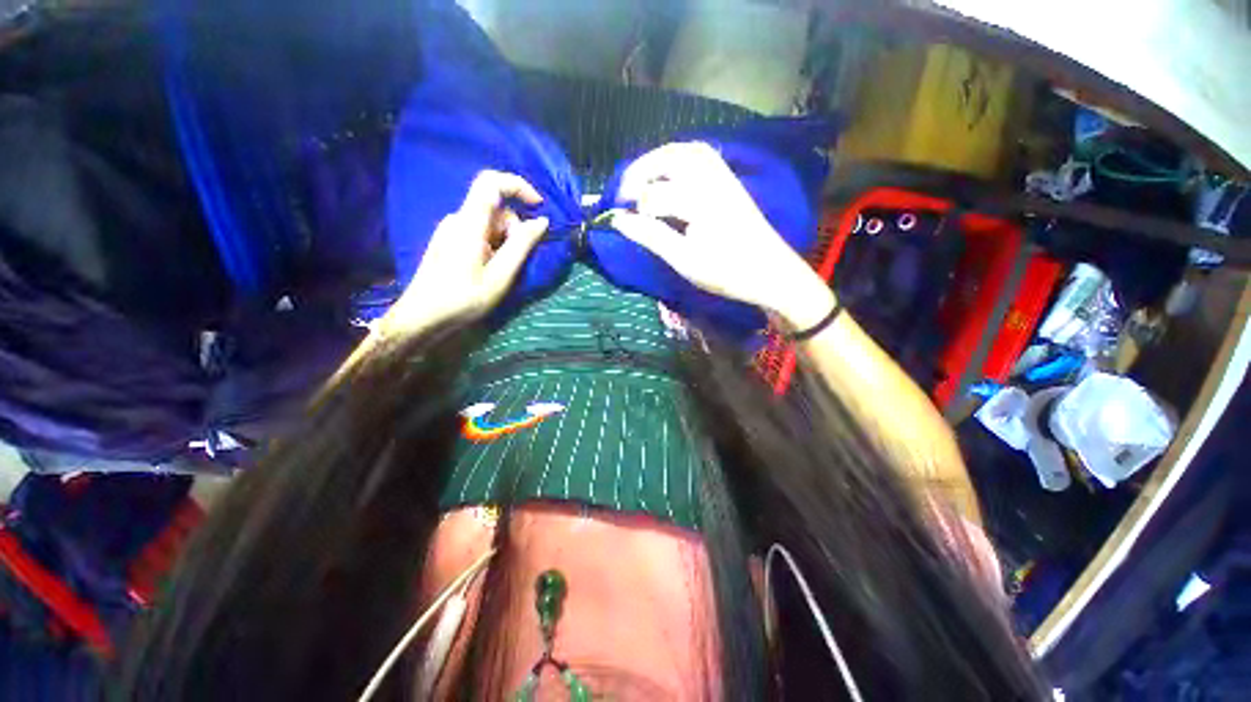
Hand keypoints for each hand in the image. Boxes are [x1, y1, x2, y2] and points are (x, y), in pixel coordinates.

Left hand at [390, 171, 548, 329]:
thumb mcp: (500, 276)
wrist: (422, 318)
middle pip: (495, 209)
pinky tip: (489, 271)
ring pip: (489, 223)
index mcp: (469, 223)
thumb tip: (541, 221)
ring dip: (505, 242)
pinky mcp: (449, 241)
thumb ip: (521, 246)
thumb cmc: (463, 299)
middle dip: (515, 230)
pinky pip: (479, 233)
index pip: (491, 183)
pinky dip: (494, 246)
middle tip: (516, 262)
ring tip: (501, 272)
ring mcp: (451, 230)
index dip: (518, 186)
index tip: (538, 207)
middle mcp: (458, 219)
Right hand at [609, 142, 833, 329]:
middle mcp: (712, 180)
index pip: (654, 195)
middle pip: (669, 159)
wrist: (771, 273)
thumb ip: (651, 237)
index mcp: (699, 201)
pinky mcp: (731, 182)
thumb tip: (618, 221)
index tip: (617, 219)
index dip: (632, 207)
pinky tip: (671, 174)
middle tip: (624, 193)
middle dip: (640, 172)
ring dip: (659, 160)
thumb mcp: (685, 260)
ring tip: (642, 180)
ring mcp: (724, 177)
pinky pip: (703, 156)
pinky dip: (680, 158)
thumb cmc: (727, 272)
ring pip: (686, 151)